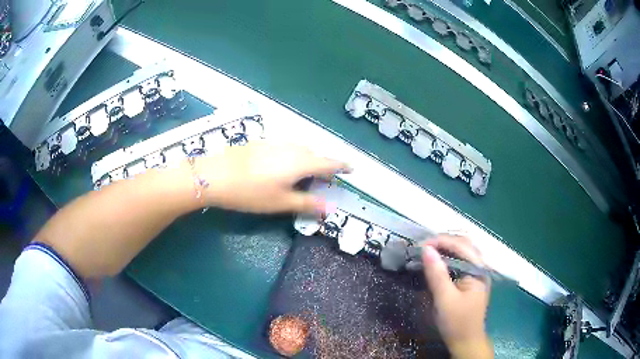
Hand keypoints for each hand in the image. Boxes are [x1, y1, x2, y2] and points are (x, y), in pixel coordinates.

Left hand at [197, 141, 349, 213]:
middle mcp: (292, 148)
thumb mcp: (280, 202)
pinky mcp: (262, 142)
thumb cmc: (251, 192)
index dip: (342, 166)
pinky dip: (291, 156)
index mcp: (301, 162)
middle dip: (322, 166)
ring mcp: (275, 142)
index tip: (352, 169)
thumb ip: (308, 203)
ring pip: (299, 149)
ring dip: (306, 160)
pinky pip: (285, 147)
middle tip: (321, 181)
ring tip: (301, 175)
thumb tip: (331, 207)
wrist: (215, 174)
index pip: (330, 162)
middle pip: (315, 155)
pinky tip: (277, 167)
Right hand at [421, 235, 492, 358]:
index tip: (420, 245)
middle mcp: (480, 267)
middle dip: (443, 242)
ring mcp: (476, 273)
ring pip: (462, 252)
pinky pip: (460, 262)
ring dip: (445, 249)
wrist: (465, 342)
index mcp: (478, 269)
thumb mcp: (445, 299)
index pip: (461, 245)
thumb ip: (437, 274)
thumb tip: (426, 249)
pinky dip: (447, 259)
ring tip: (427, 252)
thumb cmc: (457, 322)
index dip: (440, 241)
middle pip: (463, 245)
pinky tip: (437, 263)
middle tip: (422, 247)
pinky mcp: (470, 280)